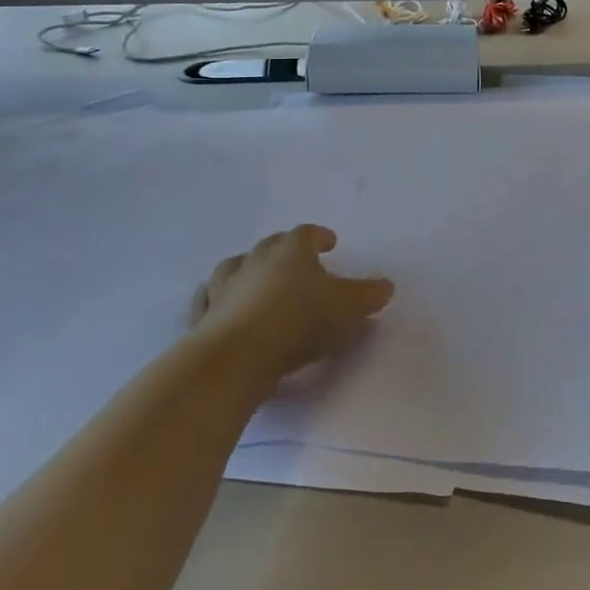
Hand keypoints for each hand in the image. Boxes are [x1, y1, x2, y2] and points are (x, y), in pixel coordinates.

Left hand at [193, 225, 393, 383]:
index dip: (319, 236)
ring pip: (233, 267)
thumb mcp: (348, 308)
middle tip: (296, 261)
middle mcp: (255, 261)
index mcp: (290, 251)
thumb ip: (368, 295)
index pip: (306, 233)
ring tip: (254, 278)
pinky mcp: (204, 318)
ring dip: (246, 269)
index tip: (330, 243)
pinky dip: (217, 300)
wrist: (236, 356)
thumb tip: (386, 286)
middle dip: (283, 250)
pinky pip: (209, 301)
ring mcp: (224, 288)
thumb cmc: (298, 321)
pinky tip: (222, 307)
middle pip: (269, 245)